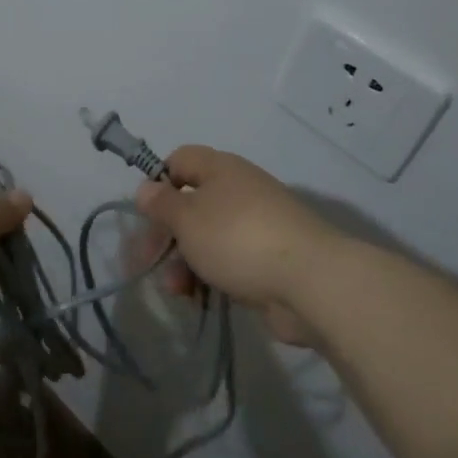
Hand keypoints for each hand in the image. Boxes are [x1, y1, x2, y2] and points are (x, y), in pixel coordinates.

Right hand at [134, 146, 346, 345]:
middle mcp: (239, 190)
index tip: (147, 214)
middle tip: (148, 262)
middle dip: (167, 234)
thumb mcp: (187, 218)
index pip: (180, 160)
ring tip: (176, 290)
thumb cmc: (238, 238)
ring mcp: (256, 225)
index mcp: (221, 169)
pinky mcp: (268, 259)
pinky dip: (209, 276)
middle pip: (191, 203)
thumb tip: (146, 188)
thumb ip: (161, 203)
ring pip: (207, 237)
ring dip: (184, 261)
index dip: (159, 182)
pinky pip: (228, 261)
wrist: (311, 282)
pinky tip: (198, 297)